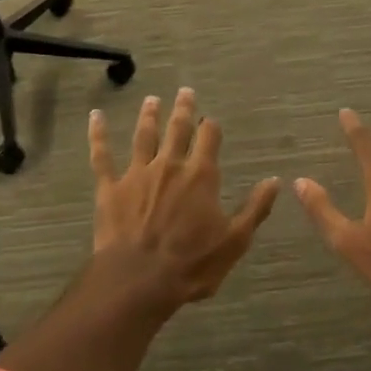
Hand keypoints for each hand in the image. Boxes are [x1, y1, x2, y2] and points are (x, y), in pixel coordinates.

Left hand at [89, 88, 279, 309]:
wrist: (140, 279)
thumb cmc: (192, 263)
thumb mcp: (235, 240)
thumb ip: (255, 208)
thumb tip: (275, 180)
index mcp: (200, 176)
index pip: (209, 138)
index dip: (211, 127)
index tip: (211, 120)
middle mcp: (169, 165)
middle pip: (177, 128)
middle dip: (183, 109)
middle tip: (184, 91)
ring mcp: (137, 174)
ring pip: (144, 136)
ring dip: (149, 116)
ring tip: (151, 100)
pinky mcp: (110, 187)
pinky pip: (102, 155)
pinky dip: (98, 134)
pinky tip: (95, 117)